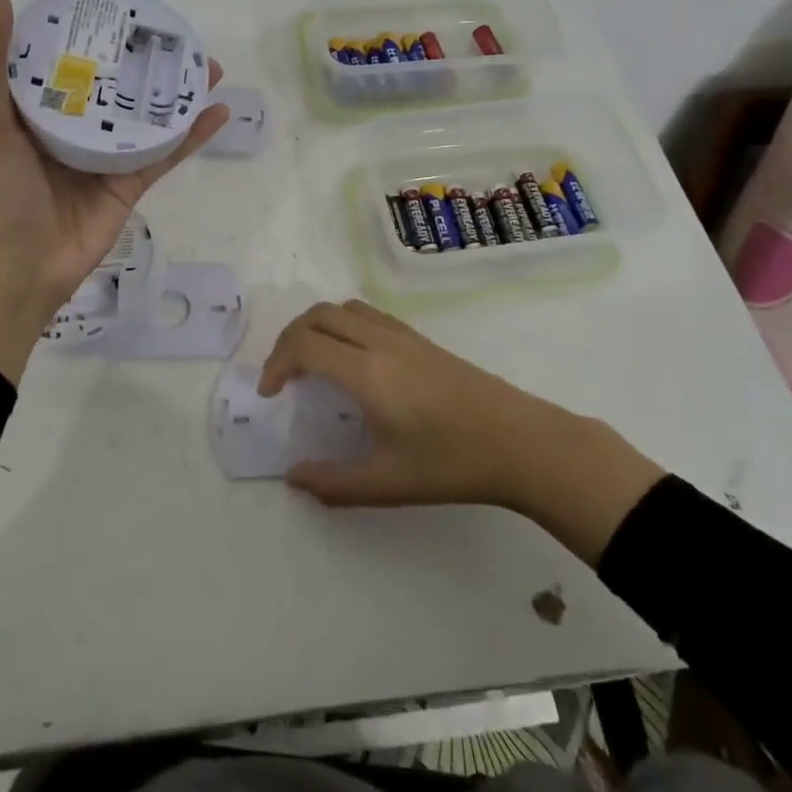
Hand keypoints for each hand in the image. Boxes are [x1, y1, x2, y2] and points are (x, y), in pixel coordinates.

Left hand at [0, 0, 228, 383]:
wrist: (19, 268)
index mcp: (36, 109)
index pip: (67, 61)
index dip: (92, 33)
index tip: (121, 8)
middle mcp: (73, 128)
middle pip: (115, 86)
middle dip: (145, 61)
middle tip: (177, 36)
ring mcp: (105, 157)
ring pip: (147, 116)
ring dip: (177, 93)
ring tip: (207, 66)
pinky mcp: (130, 184)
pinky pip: (165, 154)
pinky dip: (192, 135)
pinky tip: (218, 111)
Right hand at [260, 301, 664, 562]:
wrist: (521, 442)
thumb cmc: (452, 463)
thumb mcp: (388, 483)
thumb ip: (334, 483)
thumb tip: (293, 478)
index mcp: (366, 372)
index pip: (304, 344)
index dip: (275, 363)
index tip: (270, 394)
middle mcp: (379, 342)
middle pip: (318, 315)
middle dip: (289, 338)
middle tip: (283, 375)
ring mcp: (403, 336)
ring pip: (344, 308)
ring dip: (316, 326)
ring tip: (311, 361)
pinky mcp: (422, 339)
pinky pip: (368, 314)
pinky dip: (343, 324)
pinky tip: (353, 359)